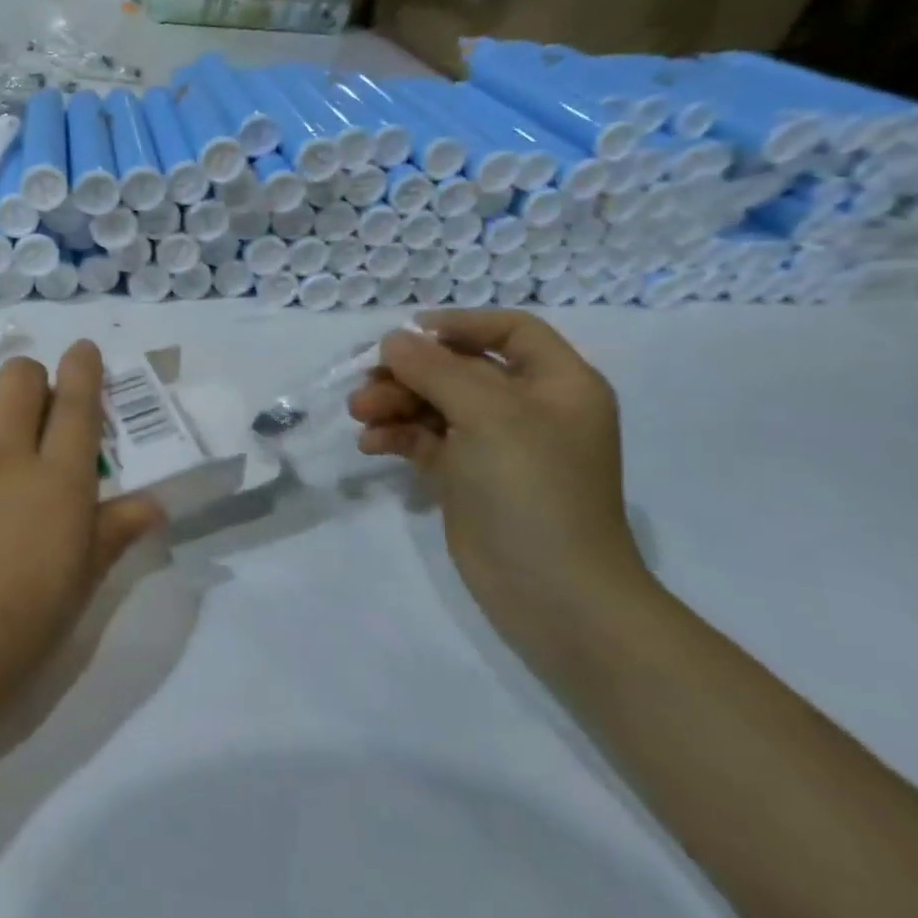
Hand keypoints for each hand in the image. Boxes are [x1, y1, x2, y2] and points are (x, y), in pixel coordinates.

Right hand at [349, 309, 648, 652]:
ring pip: (435, 404)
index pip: (510, 331)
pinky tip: (371, 445)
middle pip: (460, 368)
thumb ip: (436, 369)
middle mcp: (528, 409)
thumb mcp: (488, 414)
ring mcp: (496, 446)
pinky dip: (397, 436)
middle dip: (410, 373)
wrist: (553, 593)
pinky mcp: (467, 478)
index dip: (461, 324)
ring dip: (395, 403)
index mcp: (557, 384)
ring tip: (360, 415)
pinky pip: (426, 440)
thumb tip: (393, 340)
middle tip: (366, 384)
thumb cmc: (533, 488)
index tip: (409, 333)